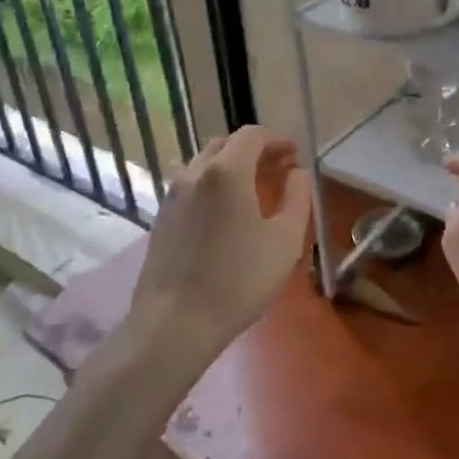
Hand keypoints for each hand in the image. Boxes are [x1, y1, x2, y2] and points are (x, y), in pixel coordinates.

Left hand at [134, 127, 311, 357]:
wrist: (175, 323)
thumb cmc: (238, 280)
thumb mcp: (284, 241)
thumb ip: (297, 198)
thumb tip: (297, 173)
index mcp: (226, 171)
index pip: (251, 135)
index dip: (276, 140)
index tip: (294, 155)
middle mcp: (194, 172)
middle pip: (225, 145)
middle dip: (254, 151)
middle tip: (278, 169)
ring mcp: (172, 194)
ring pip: (204, 164)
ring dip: (231, 166)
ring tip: (253, 190)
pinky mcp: (161, 217)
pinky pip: (191, 186)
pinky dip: (212, 185)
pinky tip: (225, 213)